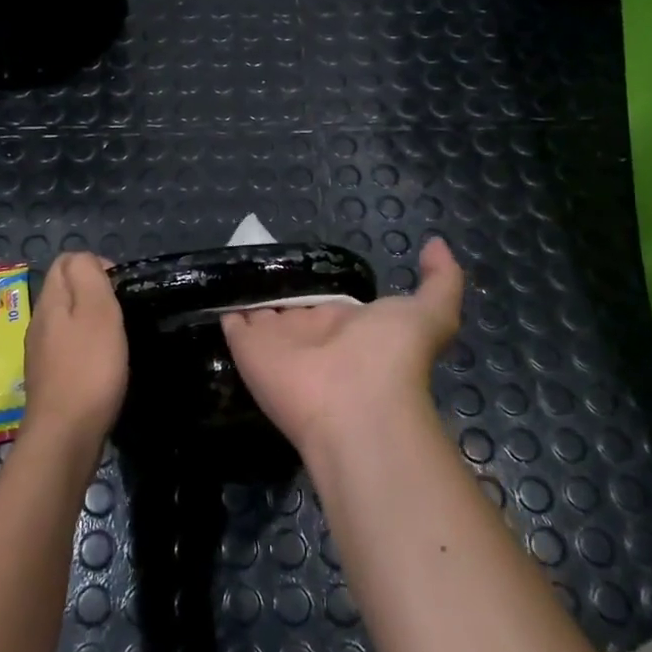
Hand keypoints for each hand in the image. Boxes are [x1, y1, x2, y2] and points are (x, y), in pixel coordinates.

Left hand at [21, 252, 128, 448]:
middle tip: (124, 312)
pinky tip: (104, 365)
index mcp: (50, 301)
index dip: (97, 265)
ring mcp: (41, 352)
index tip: (122, 288)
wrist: (65, 436)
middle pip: (65, 289)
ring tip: (118, 338)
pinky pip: (69, 347)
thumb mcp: (97, 311)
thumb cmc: (89, 369)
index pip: (66, 261)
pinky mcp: (50, 378)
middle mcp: (40, 322)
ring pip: (67, 319)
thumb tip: (86, 260)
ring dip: (92, 321)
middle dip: (95, 292)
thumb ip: (89, 276)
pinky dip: (88, 347)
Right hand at [221, 237, 463, 460]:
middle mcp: (308, 333)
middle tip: (254, 252)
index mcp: (345, 323)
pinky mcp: (246, 349)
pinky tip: (213, 283)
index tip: (296, 257)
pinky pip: (230, 323)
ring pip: (256, 312)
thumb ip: (439, 279)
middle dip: (274, 284)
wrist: (357, 407)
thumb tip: (436, 243)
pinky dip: (221, 306)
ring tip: (228, 260)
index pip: (324, 299)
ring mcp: (275, 342)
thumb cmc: (393, 357)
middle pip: (287, 304)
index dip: (312, 281)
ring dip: (246, 290)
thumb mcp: (430, 312)